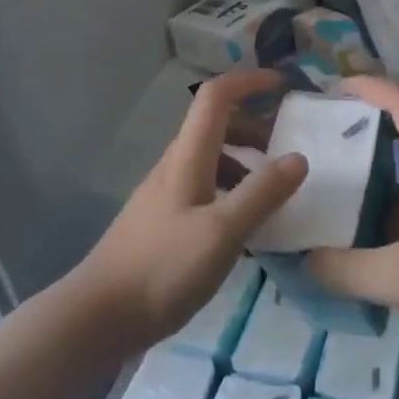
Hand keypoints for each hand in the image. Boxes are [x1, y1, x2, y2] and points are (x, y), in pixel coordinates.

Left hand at [74, 70, 306, 349]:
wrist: (100, 316)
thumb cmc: (163, 268)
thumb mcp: (223, 232)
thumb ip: (262, 193)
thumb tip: (298, 157)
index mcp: (188, 158)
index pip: (216, 98)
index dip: (249, 83)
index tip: (284, 86)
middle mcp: (175, 167)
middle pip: (217, 128)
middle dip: (256, 131)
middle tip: (288, 155)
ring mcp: (166, 195)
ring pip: (212, 162)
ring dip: (246, 166)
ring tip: (274, 197)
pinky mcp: (164, 223)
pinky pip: (205, 191)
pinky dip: (232, 195)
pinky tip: (247, 232)